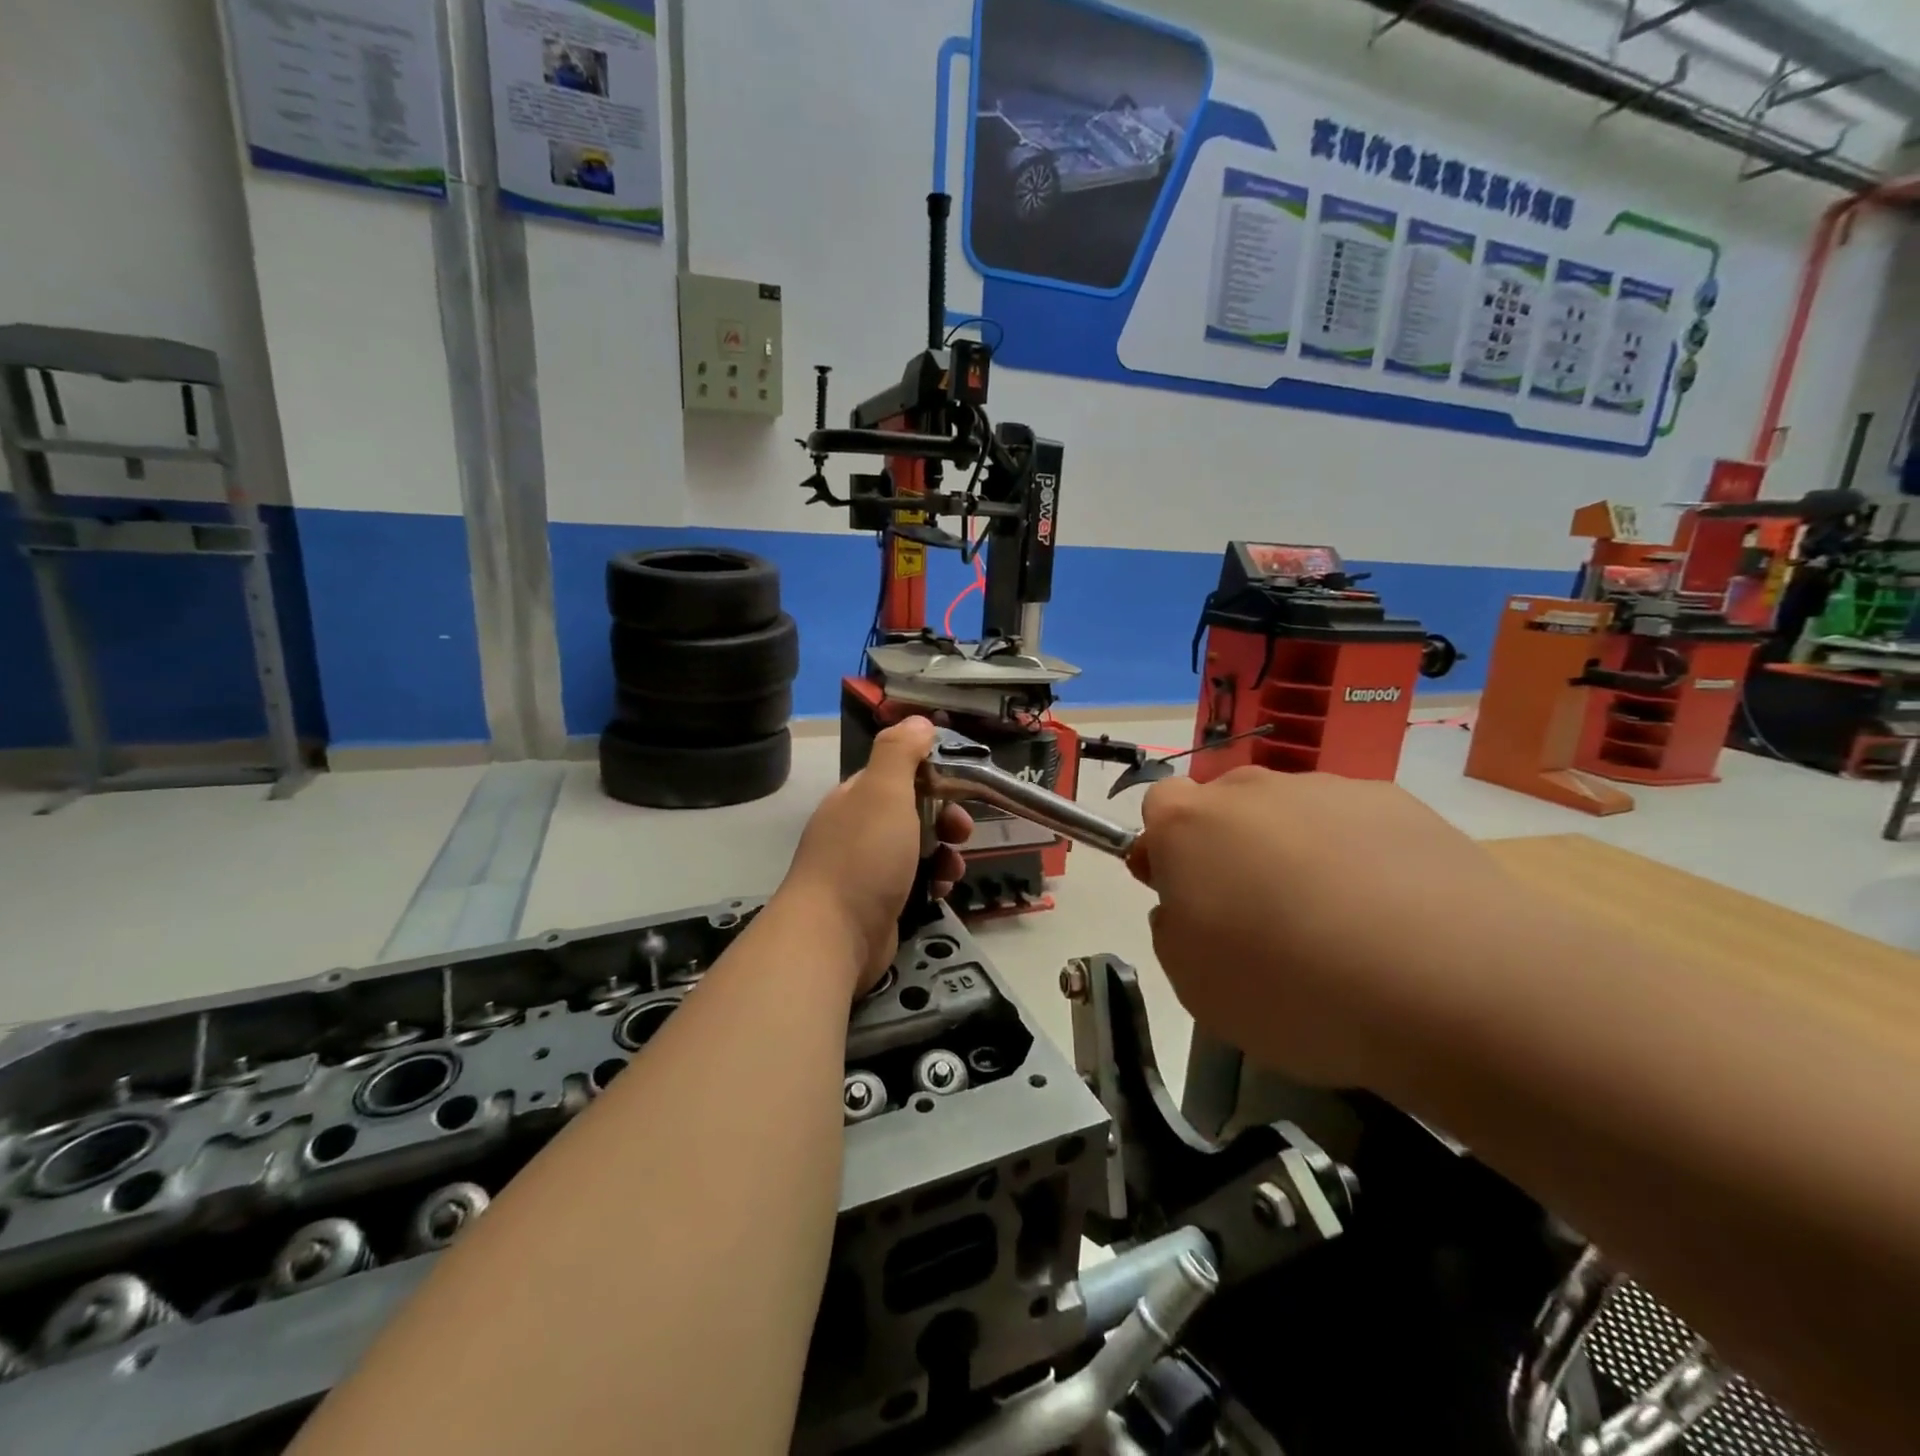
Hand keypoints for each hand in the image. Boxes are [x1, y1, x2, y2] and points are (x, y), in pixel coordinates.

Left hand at [779, 718, 971, 994]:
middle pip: (914, 811)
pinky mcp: (879, 902)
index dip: (933, 775)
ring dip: (946, 853)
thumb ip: (900, 752)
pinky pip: (916, 881)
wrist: (833, 936)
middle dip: (946, 818)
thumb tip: (918, 720)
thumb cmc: (864, 857)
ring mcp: (867, 868)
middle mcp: (859, 828)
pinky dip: (934, 882)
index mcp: (856, 797)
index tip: (960, 785)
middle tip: (961, 832)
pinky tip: (941, 891)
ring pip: (919, 848)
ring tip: (953, 869)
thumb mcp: (883, 791)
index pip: (899, 772)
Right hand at [1132, 767, 1514, 1086]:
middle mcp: (1253, 790)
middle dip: (1230, 849)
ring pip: (1291, 815)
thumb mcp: (1194, 983)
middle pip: (1226, 806)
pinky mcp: (1399, 803)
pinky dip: (1359, 859)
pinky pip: (1355, 826)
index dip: (1165, 851)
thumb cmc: (1291, 987)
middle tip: (1259, 916)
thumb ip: (1173, 929)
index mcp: (1190, 824)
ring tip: (1339, 926)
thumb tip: (1189, 905)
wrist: (1449, 982)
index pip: (1158, 807)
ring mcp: (1329, 789)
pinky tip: (1391, 916)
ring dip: (1295, 853)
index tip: (1185, 897)